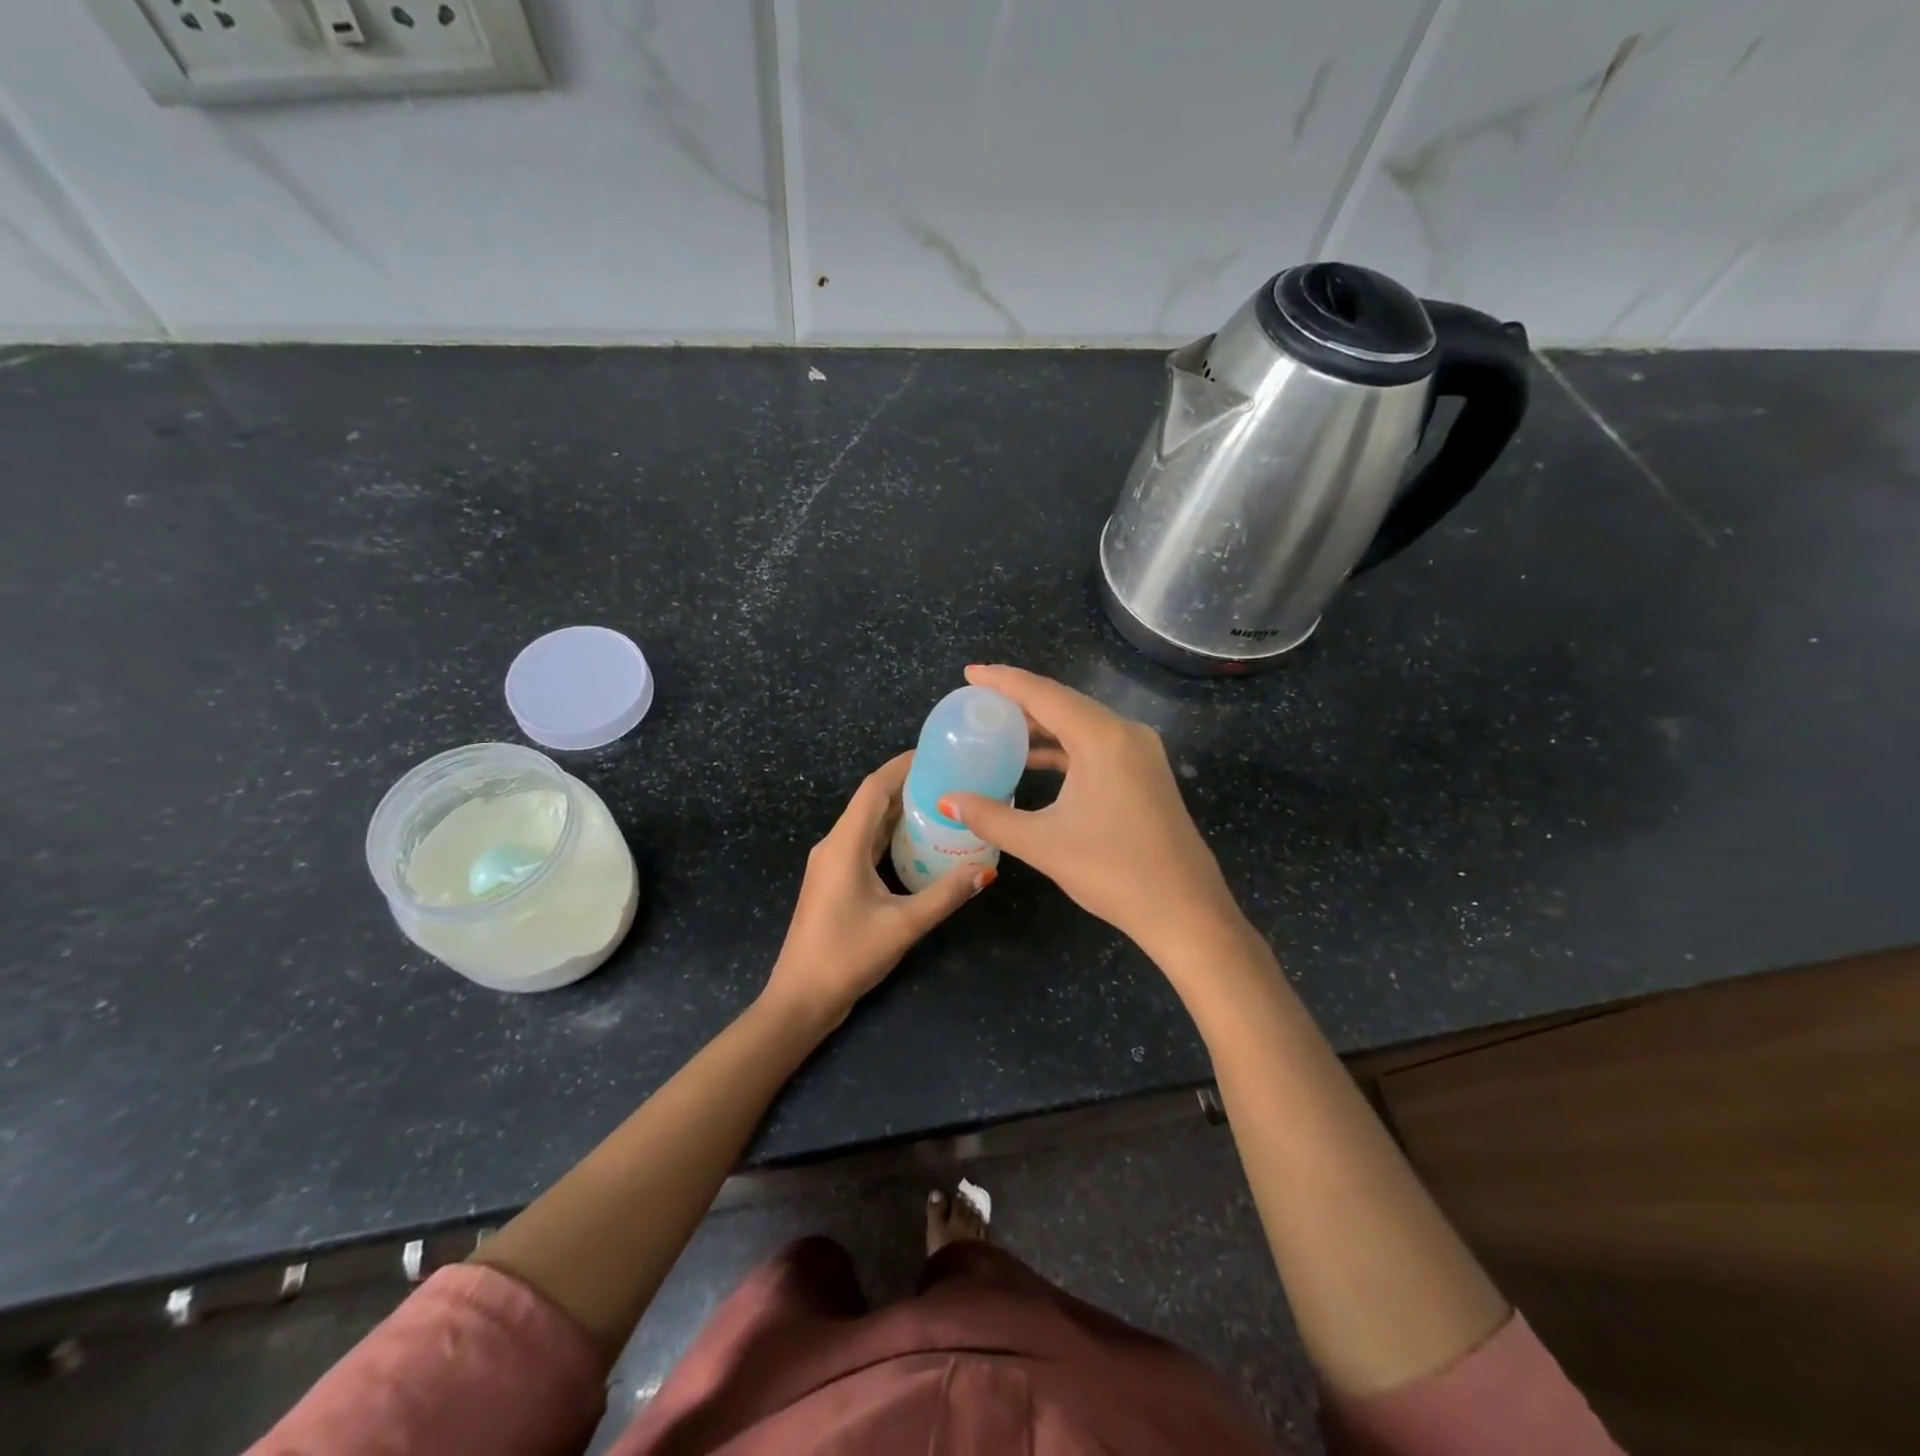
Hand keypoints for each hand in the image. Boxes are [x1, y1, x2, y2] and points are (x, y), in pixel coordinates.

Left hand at [764, 752, 988, 1029]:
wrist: (800, 998)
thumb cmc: (847, 957)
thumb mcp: (903, 926)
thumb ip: (944, 895)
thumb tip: (986, 870)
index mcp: (844, 845)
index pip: (874, 789)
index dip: (902, 766)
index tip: (937, 753)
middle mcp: (834, 845)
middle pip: (872, 801)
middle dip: (908, 785)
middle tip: (951, 777)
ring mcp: (832, 863)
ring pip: (868, 823)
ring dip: (900, 810)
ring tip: (942, 802)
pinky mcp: (835, 880)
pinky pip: (865, 843)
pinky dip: (891, 835)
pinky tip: (919, 842)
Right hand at [941, 664, 1243, 959]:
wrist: (1185, 910)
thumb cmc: (1113, 871)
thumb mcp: (1043, 843)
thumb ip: (991, 817)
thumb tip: (946, 802)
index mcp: (1102, 738)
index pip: (1043, 694)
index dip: (1004, 681)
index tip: (970, 673)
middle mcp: (1125, 733)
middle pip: (1064, 703)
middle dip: (1020, 699)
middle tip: (978, 700)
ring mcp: (1141, 752)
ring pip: (1082, 724)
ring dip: (1042, 724)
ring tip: (999, 727)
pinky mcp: (1145, 773)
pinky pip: (1097, 744)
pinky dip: (1064, 746)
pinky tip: (1035, 760)